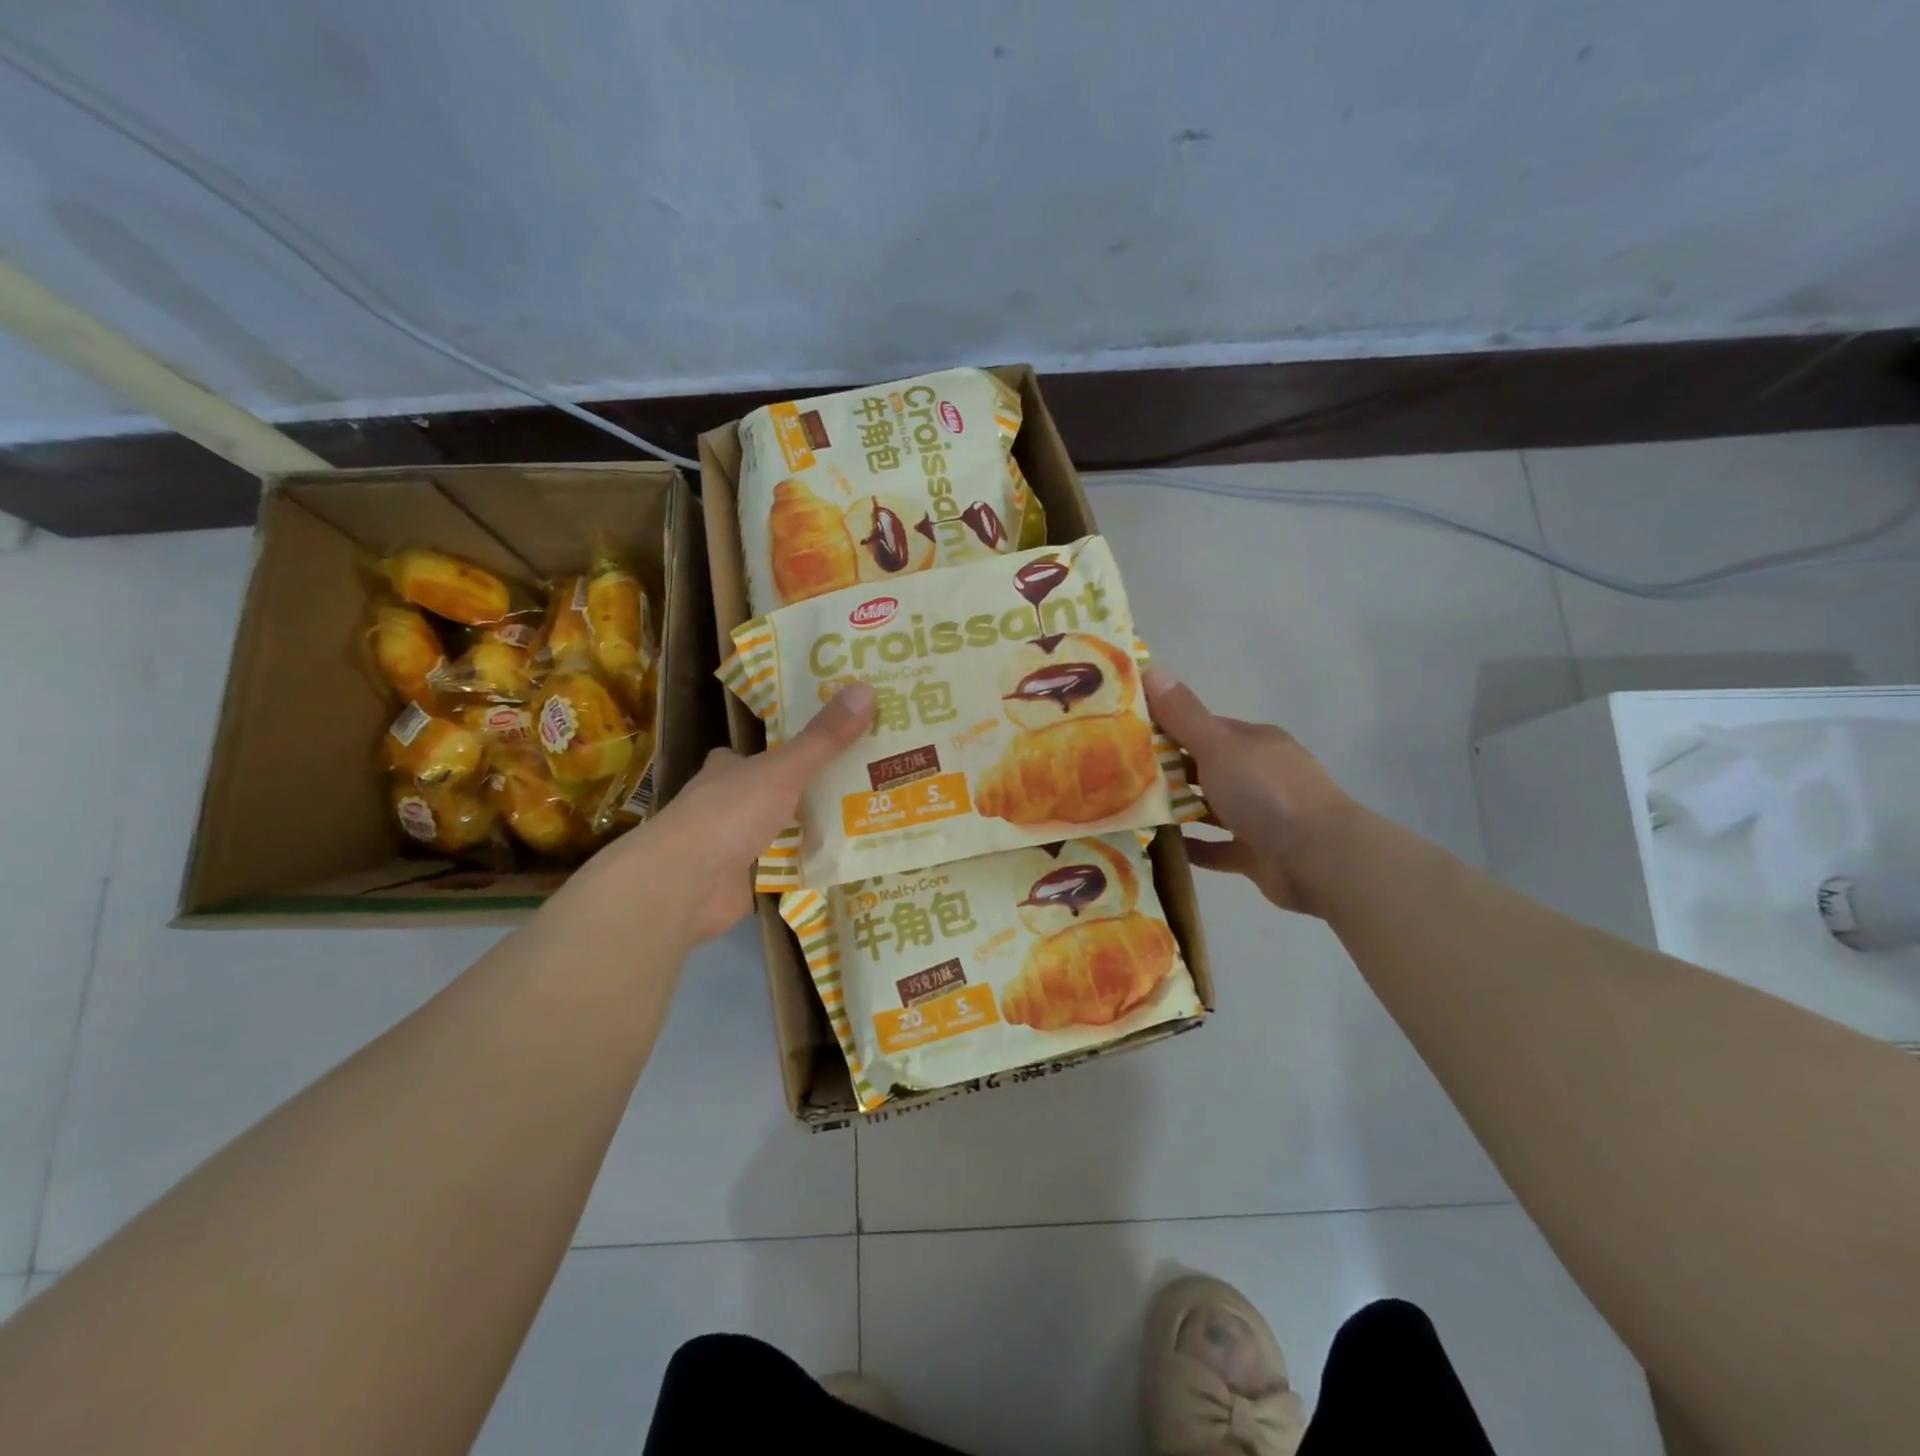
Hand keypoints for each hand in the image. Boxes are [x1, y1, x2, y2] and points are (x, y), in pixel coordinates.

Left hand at [606, 683, 874, 941]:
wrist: (685, 884)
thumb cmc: (729, 814)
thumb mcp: (783, 770)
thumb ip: (824, 739)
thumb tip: (865, 689)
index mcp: (727, 770)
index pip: (755, 755)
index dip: (786, 752)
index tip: (827, 748)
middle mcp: (726, 803)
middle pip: (772, 793)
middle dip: (807, 792)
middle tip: (860, 785)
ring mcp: (732, 845)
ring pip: (779, 831)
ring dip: (811, 830)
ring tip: (863, 821)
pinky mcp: (742, 881)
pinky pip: (783, 867)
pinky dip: (807, 864)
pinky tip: (842, 862)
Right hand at [1144, 666, 1360, 917]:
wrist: (1318, 858)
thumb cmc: (1266, 792)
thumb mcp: (1218, 746)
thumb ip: (1183, 714)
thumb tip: (1152, 668)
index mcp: (1254, 742)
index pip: (1204, 728)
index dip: (1167, 728)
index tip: (1127, 735)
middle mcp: (1259, 774)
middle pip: (1206, 767)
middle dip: (1168, 770)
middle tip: (1120, 775)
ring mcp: (1260, 815)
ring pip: (1211, 807)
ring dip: (1179, 808)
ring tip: (1132, 810)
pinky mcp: (1257, 853)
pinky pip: (1218, 847)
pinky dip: (1194, 847)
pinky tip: (1163, 847)